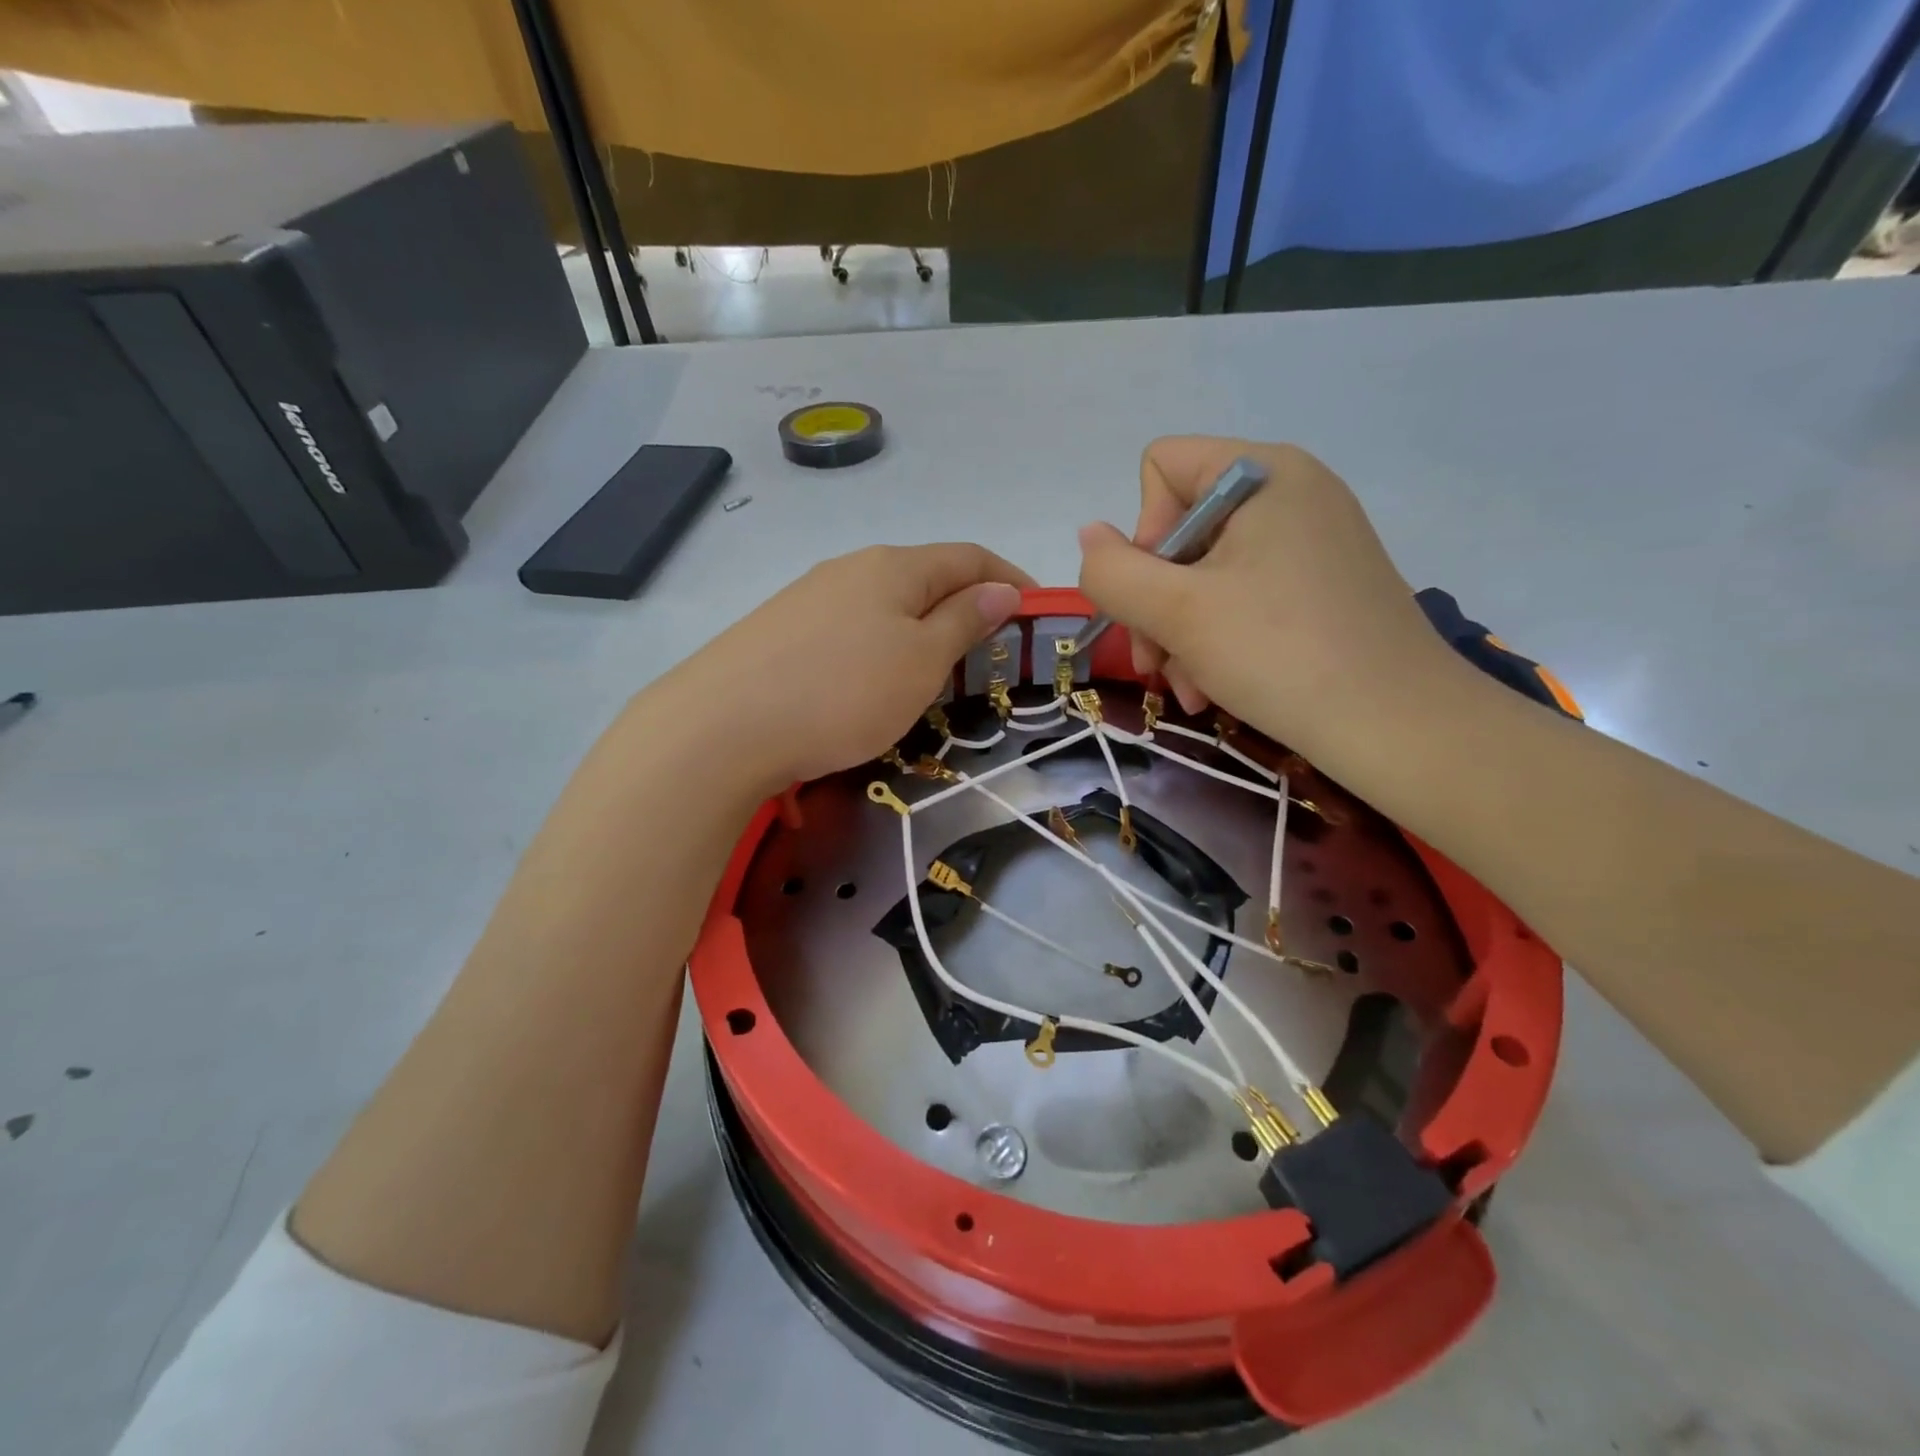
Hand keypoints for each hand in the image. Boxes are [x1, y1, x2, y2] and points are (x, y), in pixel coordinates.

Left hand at [670, 543, 1031, 787]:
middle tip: (988, 657)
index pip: (969, 557)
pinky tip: (871, 684)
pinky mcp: (781, 631)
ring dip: (922, 632)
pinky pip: (851, 630)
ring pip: (886, 606)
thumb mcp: (920, 660)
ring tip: (934, 676)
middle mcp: (851, 568)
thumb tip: (1000, 590)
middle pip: (926, 578)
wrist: (723, 726)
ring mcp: (810, 597)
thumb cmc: (843, 691)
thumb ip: (964, 621)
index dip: (1010, 580)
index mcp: (895, 566)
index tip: (1037, 615)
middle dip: (966, 609)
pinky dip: (881, 648)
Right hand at [1077, 437, 1461, 770]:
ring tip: (1188, 687)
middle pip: (1182, 527)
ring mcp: (1313, 539)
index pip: (1162, 467)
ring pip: (1208, 571)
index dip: (1142, 533)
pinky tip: (1215, 687)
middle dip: (1156, 601)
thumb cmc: (1280, 654)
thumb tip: (1089, 537)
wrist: (1399, 727)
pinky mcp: (1324, 583)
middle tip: (1155, 662)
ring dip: (1181, 632)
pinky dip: (1220, 637)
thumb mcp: (1176, 613)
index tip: (1156, 596)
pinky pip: (1246, 594)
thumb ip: (1112, 572)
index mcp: (1264, 473)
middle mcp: (1292, 491)